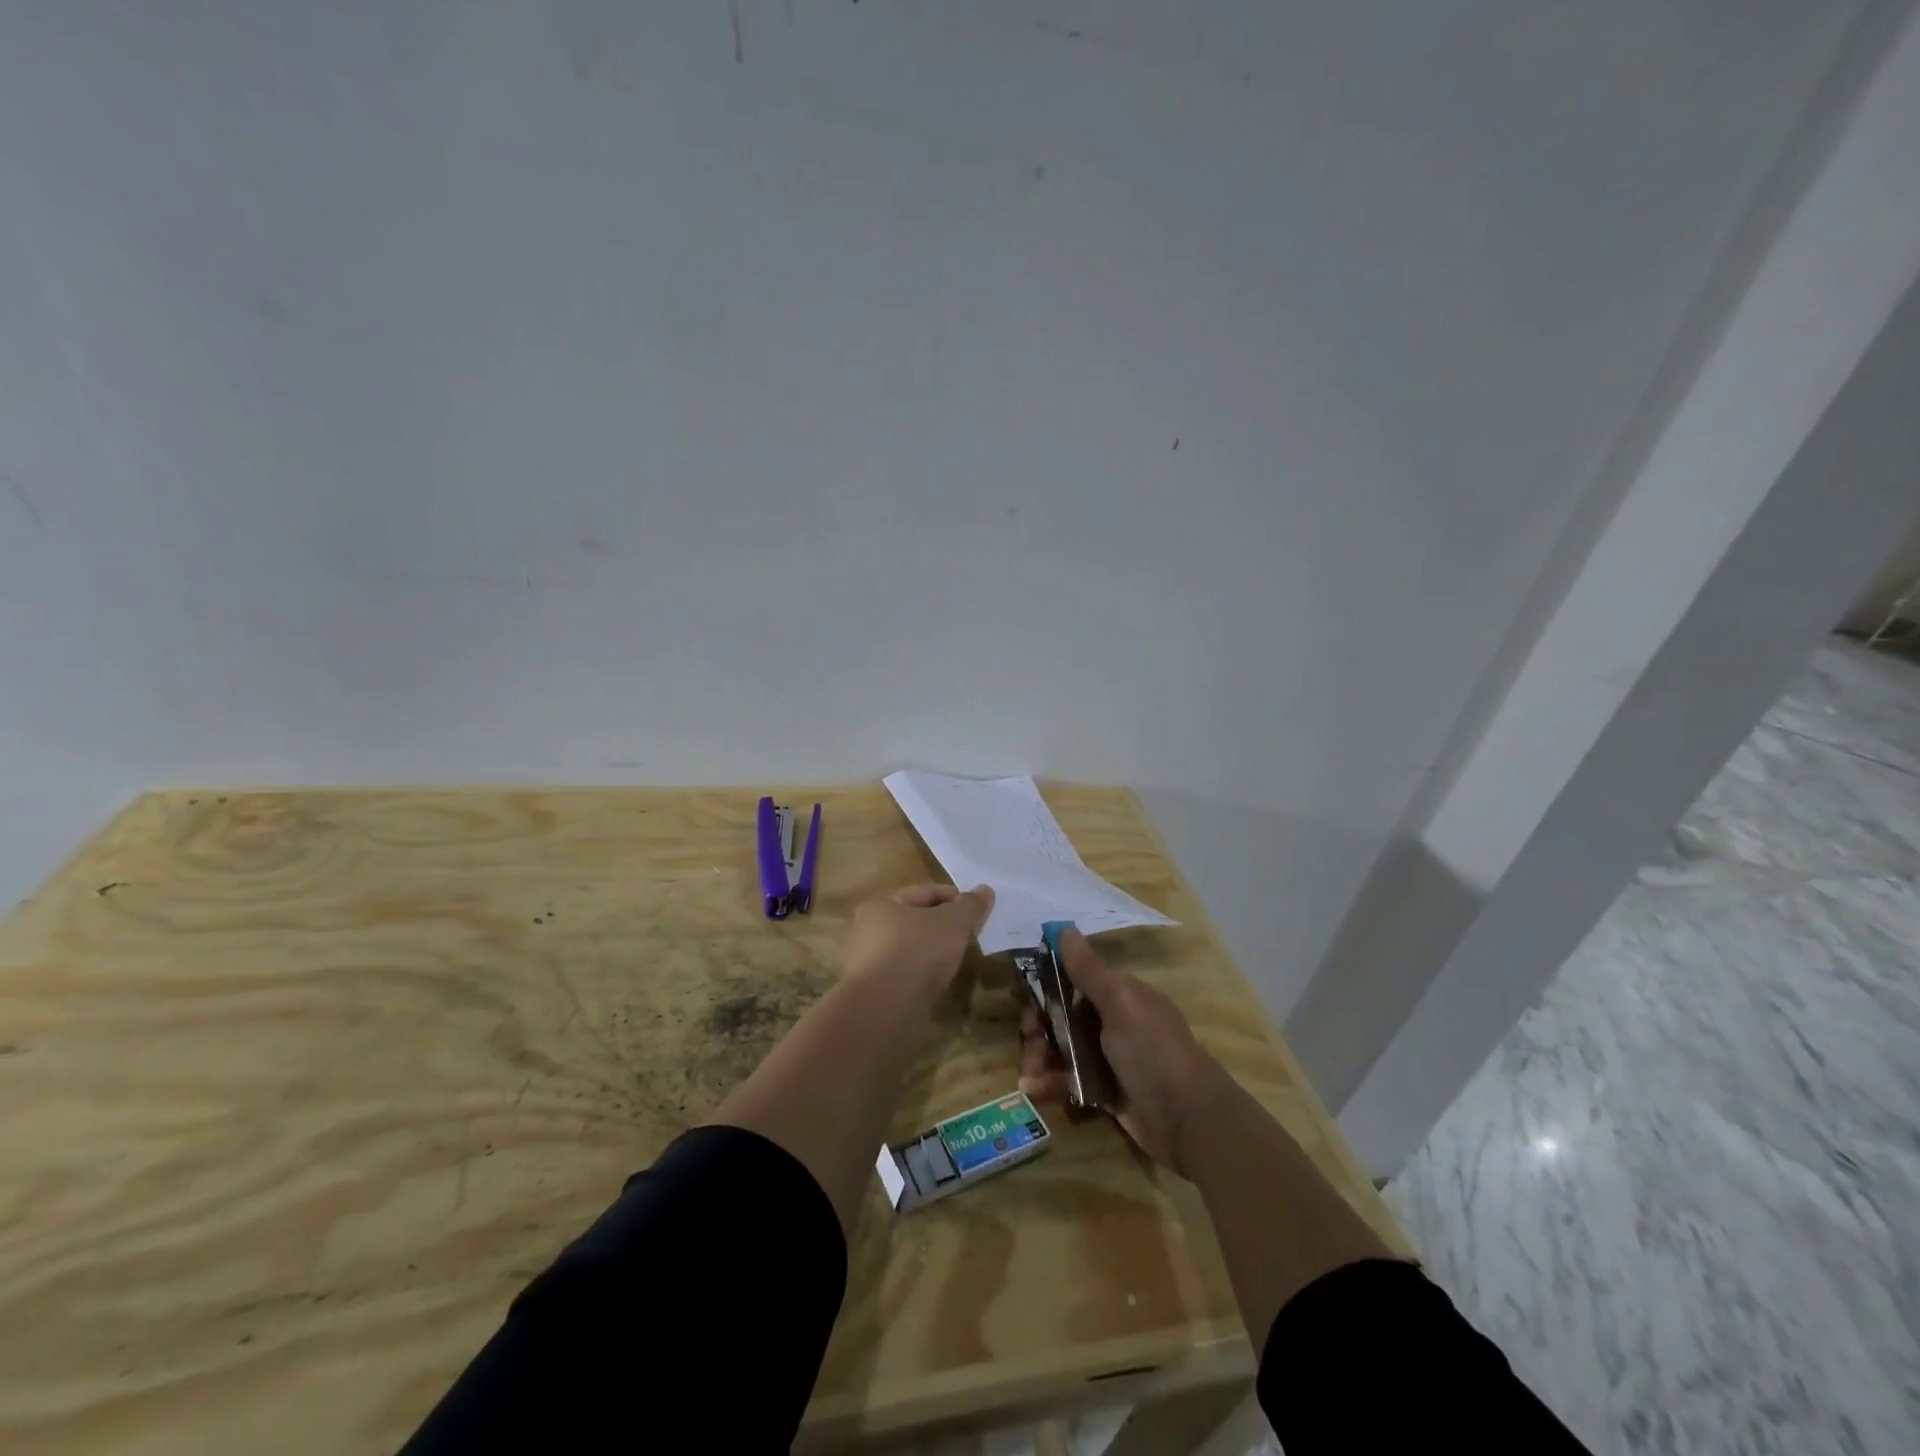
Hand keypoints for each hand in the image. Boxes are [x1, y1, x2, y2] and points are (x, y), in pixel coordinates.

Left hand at [839, 883, 994, 1007]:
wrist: (886, 1008)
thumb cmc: (917, 950)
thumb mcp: (953, 922)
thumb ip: (970, 906)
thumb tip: (985, 890)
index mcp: (880, 905)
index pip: (923, 893)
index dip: (952, 896)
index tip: (976, 908)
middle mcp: (866, 932)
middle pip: (913, 922)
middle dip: (940, 926)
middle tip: (968, 934)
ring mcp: (867, 966)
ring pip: (908, 951)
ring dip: (930, 953)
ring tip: (955, 961)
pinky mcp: (873, 995)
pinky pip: (904, 977)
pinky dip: (921, 977)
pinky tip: (937, 984)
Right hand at [1018, 926, 1224, 1176]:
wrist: (1187, 1120)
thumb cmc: (1152, 1050)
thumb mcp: (1120, 1002)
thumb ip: (1088, 969)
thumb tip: (1064, 928)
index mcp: (1119, 995)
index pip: (1074, 980)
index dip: (1047, 985)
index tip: (1024, 995)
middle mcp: (1112, 1023)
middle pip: (1062, 1015)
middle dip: (1038, 1025)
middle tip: (1028, 1036)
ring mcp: (1107, 1059)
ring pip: (1061, 1049)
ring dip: (1039, 1056)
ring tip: (1029, 1071)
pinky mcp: (1103, 1092)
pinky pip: (1067, 1080)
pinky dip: (1048, 1083)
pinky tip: (1033, 1089)